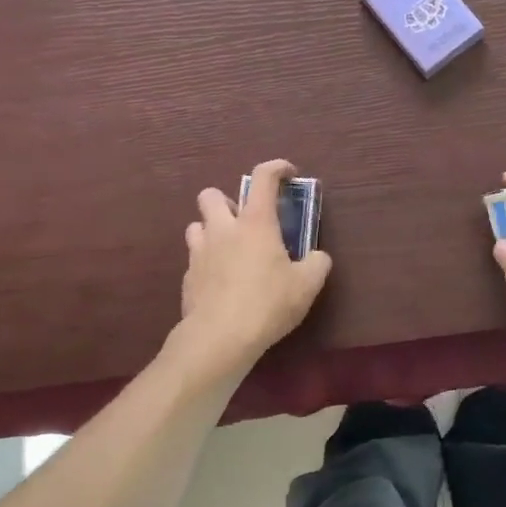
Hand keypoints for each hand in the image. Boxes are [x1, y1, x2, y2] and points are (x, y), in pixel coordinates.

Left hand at [180, 159, 331, 363]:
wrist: (219, 338)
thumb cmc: (268, 303)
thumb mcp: (307, 285)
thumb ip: (317, 264)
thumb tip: (318, 257)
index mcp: (255, 222)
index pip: (263, 178)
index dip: (277, 168)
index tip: (288, 174)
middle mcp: (223, 229)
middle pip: (211, 195)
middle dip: (227, 201)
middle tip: (246, 221)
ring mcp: (199, 252)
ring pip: (196, 225)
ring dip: (212, 230)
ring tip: (230, 250)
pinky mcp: (187, 278)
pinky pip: (194, 259)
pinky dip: (207, 262)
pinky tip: (221, 281)